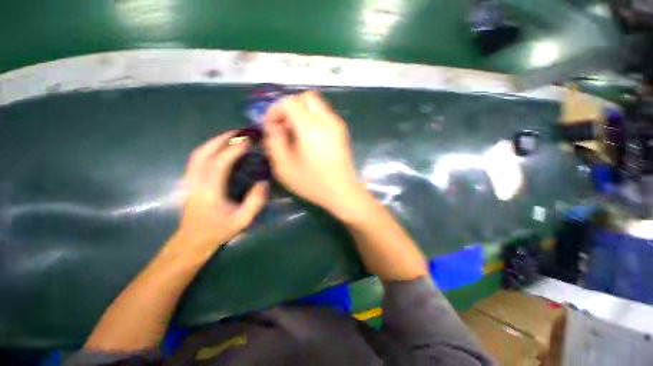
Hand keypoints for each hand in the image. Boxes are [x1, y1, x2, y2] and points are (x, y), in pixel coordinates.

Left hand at [176, 132, 267, 251]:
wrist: (193, 239)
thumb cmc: (219, 230)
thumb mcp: (242, 220)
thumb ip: (255, 202)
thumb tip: (264, 182)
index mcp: (210, 190)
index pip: (220, 163)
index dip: (234, 150)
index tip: (249, 142)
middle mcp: (197, 181)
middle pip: (205, 152)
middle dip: (222, 139)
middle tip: (240, 133)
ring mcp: (191, 179)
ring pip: (198, 153)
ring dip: (214, 141)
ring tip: (231, 136)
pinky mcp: (190, 180)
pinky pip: (196, 158)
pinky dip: (208, 148)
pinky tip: (218, 147)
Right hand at [264, 91, 365, 215]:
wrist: (343, 192)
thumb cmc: (313, 183)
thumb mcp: (285, 167)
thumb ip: (274, 141)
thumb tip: (272, 125)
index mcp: (311, 128)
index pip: (289, 102)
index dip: (275, 110)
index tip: (271, 126)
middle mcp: (327, 121)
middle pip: (306, 97)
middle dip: (290, 106)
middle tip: (284, 126)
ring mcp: (337, 125)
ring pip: (316, 105)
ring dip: (302, 112)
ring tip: (295, 133)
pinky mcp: (342, 131)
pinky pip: (324, 115)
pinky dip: (312, 118)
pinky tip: (308, 137)